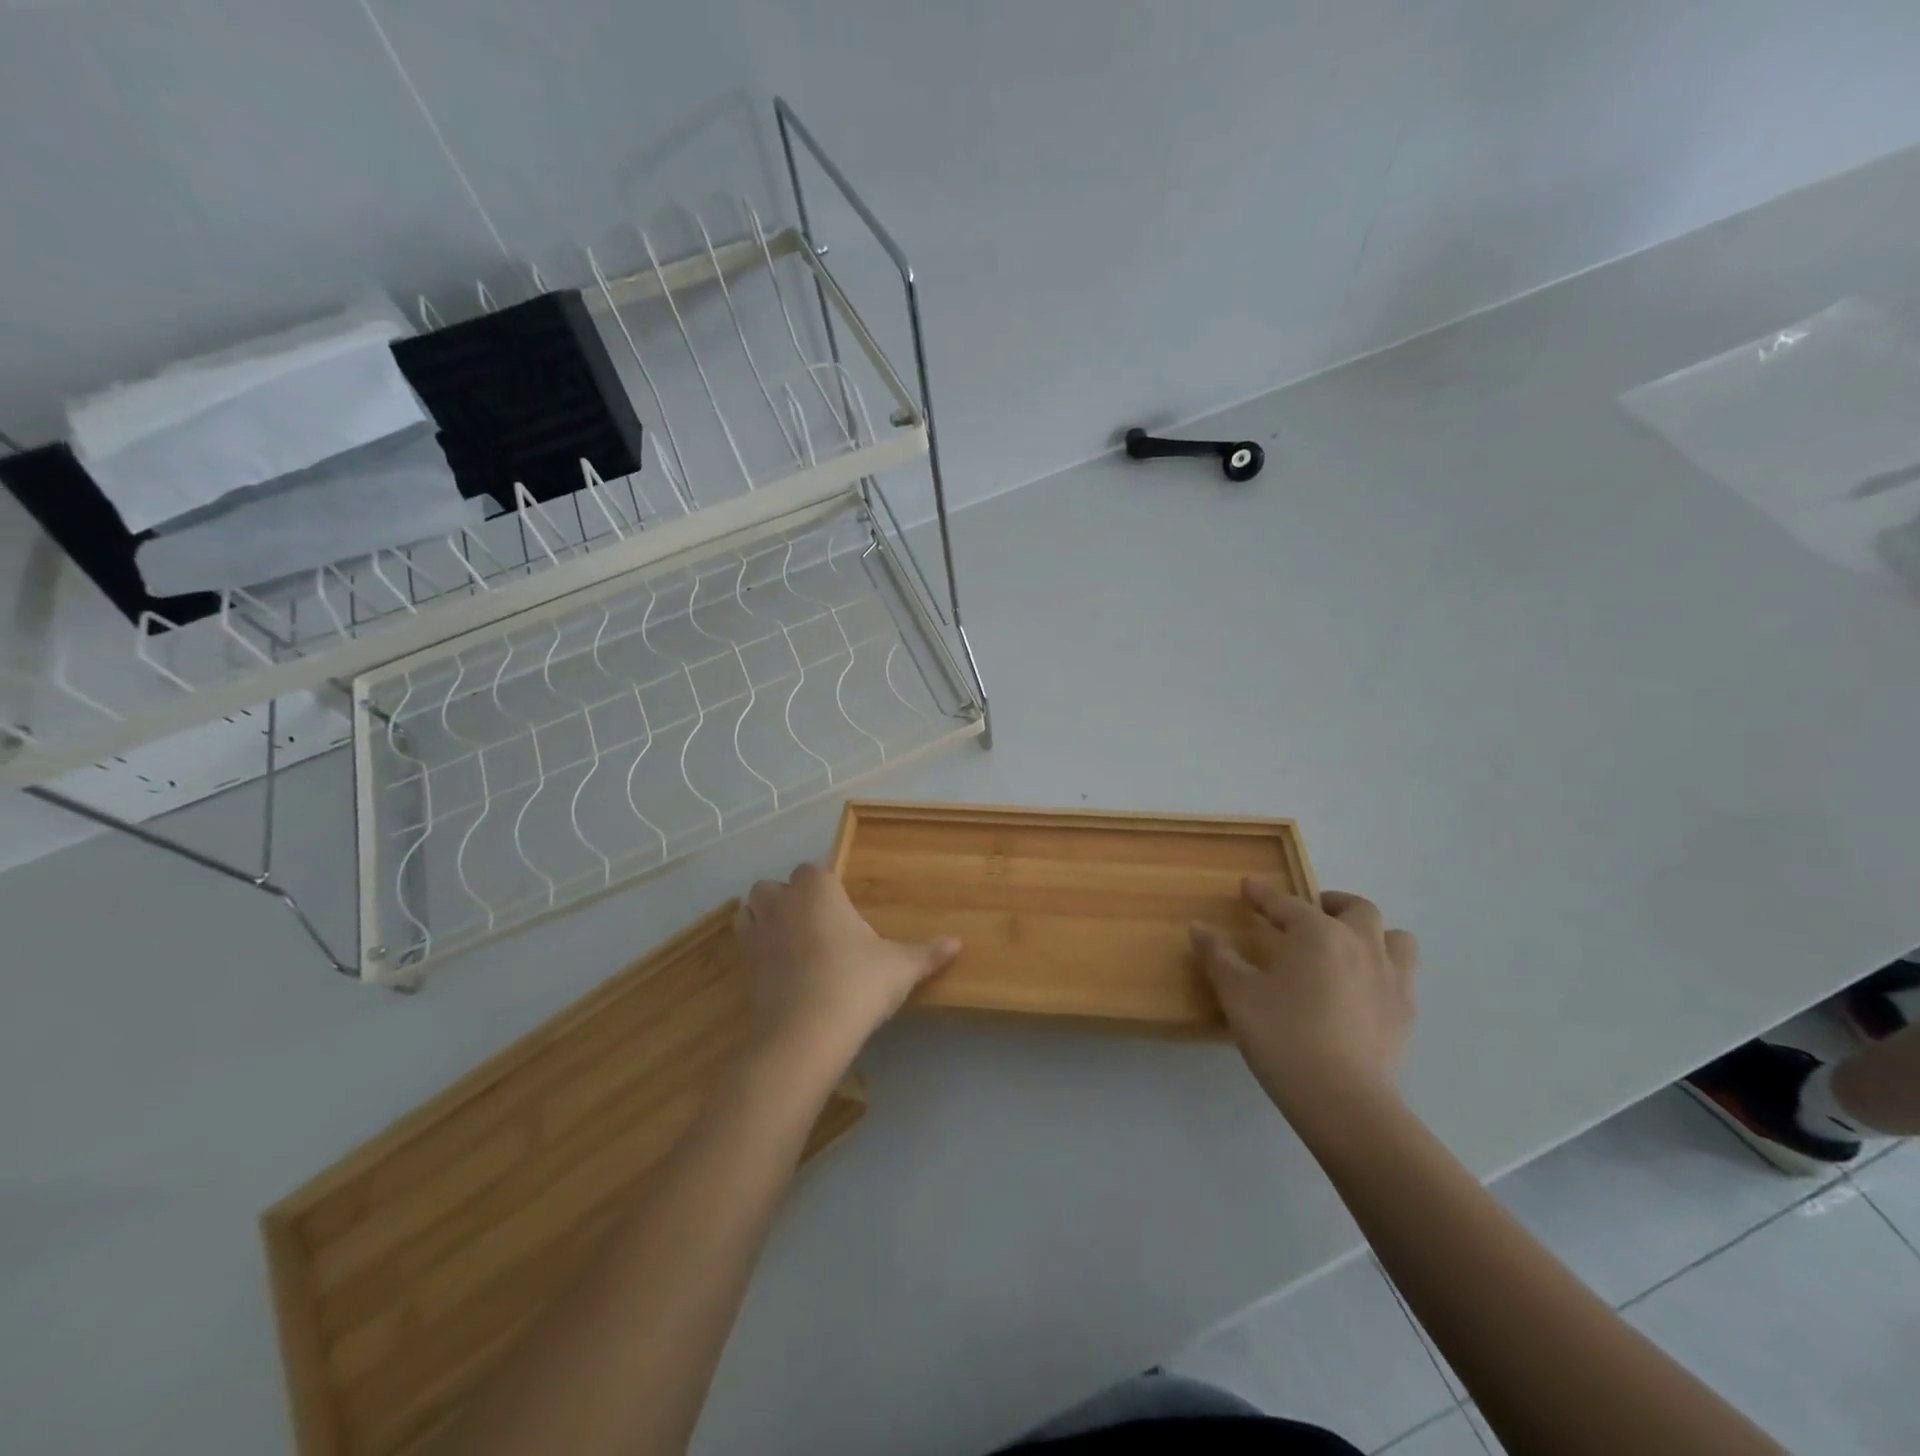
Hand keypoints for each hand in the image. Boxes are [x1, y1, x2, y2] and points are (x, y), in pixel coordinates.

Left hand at [735, 863, 960, 1065]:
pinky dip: (757, 948)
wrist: (806, 1033)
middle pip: (775, 885)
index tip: (843, 906)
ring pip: (750, 909)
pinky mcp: (743, 967)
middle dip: (789, 897)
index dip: (826, 884)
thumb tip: (957, 943)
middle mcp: (782, 902)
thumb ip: (927, 952)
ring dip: (765, 917)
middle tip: (818, 922)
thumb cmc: (857, 983)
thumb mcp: (900, 967)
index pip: (814, 869)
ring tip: (792, 939)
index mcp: (817, 889)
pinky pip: (744, 944)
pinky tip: (780, 968)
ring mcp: (758, 934)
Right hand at [1191, 880, 1418, 1120]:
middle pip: (1355, 908)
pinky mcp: (1407, 1013)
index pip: (1286, 903)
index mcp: (1317, 933)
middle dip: (1330, 904)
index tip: (1248, 887)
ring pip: (1394, 938)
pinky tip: (1362, 991)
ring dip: (1370, 934)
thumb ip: (1218, 956)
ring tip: (1347, 949)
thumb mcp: (1238, 994)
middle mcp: (1361, 944)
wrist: (1343, 1101)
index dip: (1263, 894)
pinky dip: (1383, 971)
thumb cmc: (1283, 1036)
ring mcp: (1392, 978)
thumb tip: (1199, 927)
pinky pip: (1402, 976)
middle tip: (1307, 916)